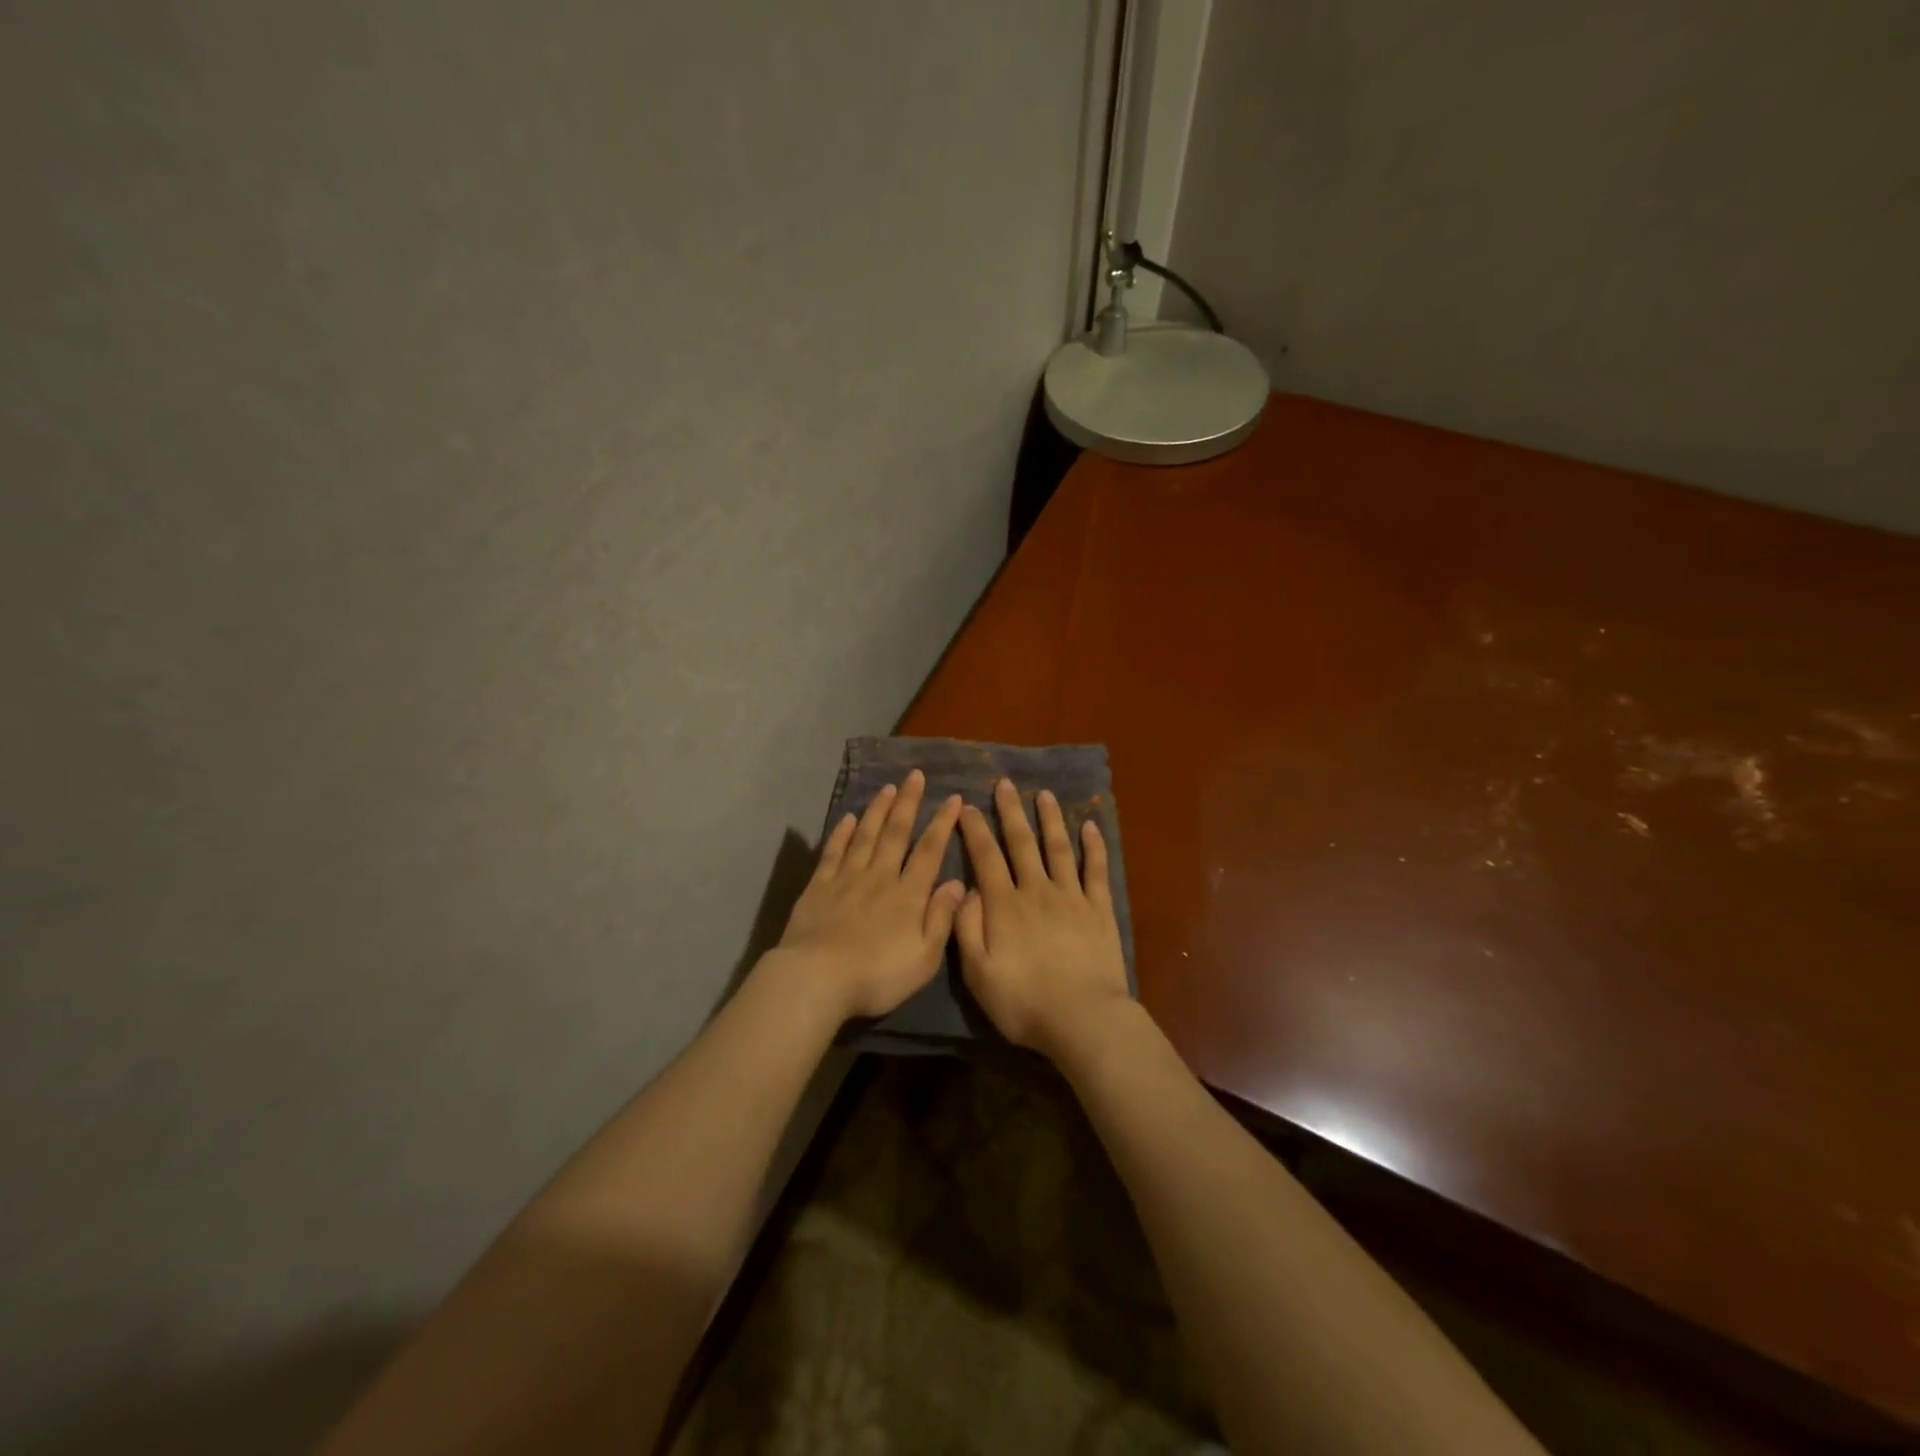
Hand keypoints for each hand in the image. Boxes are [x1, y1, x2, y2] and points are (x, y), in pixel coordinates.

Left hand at [769, 769, 965, 1020]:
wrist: (817, 979)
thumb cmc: (877, 976)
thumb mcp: (924, 957)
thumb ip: (942, 918)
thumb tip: (957, 882)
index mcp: (908, 895)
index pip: (930, 850)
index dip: (942, 823)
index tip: (953, 798)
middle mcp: (880, 877)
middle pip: (896, 833)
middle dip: (908, 802)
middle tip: (915, 776)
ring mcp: (846, 878)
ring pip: (866, 835)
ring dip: (878, 810)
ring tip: (887, 788)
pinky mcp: (818, 886)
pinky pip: (833, 851)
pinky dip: (842, 833)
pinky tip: (849, 818)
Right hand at [955, 779, 1129, 1058]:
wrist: (1082, 1018)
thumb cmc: (1023, 1002)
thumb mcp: (978, 972)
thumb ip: (967, 927)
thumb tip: (966, 889)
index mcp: (1004, 905)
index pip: (986, 857)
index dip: (975, 830)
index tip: (967, 807)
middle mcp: (1036, 890)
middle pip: (1022, 843)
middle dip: (1011, 811)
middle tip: (1005, 784)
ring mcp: (1071, 897)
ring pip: (1058, 848)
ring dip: (1050, 819)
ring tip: (1044, 795)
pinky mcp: (1099, 909)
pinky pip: (1096, 870)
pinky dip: (1094, 847)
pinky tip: (1090, 826)